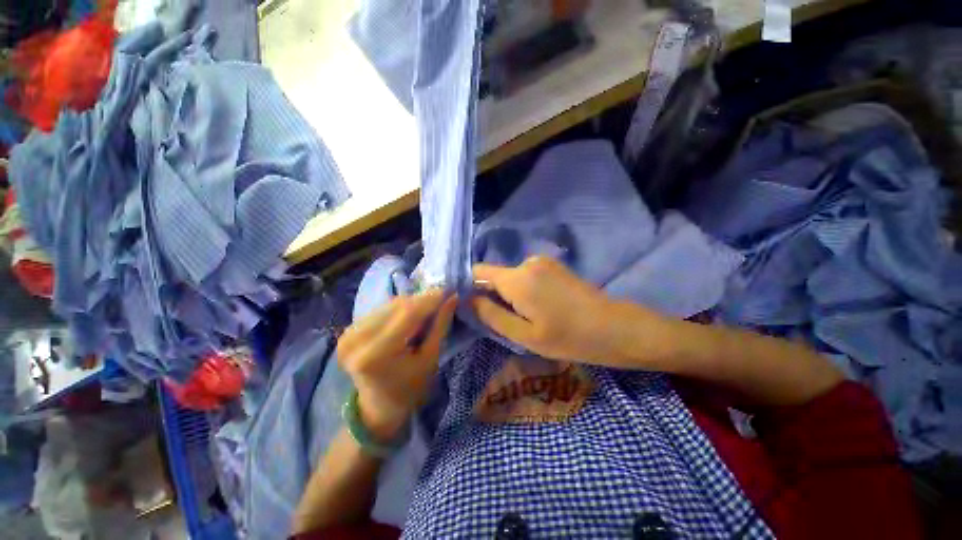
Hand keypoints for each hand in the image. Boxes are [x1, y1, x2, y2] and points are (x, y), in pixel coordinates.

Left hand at [337, 289, 457, 440]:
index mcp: (377, 354)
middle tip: (440, 300)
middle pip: (396, 306)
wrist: (379, 407)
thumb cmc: (411, 387)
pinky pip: (378, 310)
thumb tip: (452, 297)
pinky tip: (407, 316)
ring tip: (425, 309)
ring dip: (410, 303)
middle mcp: (356, 341)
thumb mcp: (430, 358)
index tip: (448, 291)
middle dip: (421, 300)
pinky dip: (397, 309)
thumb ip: (440, 325)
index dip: (430, 299)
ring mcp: (347, 335)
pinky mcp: (346, 332)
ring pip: (387, 305)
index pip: (408, 313)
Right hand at [472, 256, 637, 364]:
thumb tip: (467, 299)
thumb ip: (491, 315)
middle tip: (509, 321)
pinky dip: (525, 290)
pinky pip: (526, 275)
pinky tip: (542, 307)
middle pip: (495, 275)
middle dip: (494, 295)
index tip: (475, 308)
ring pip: (511, 277)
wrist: (615, 327)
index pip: (477, 271)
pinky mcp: (553, 265)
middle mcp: (527, 262)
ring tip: (530, 317)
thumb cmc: (568, 337)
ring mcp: (542, 261)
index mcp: (517, 278)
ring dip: (512, 295)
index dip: (470, 287)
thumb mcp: (524, 335)